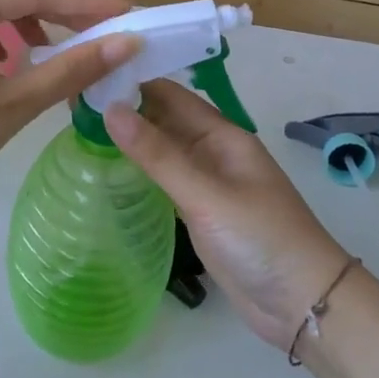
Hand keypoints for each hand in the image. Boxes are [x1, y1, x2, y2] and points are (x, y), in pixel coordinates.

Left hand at [0, 0, 138, 211]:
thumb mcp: (13, 103)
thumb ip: (70, 69)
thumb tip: (126, 43)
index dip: (88, 2)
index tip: (130, 12)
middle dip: (66, 15)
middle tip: (111, 31)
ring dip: (37, 29)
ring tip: (71, 49)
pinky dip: (7, 45)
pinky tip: (19, 65)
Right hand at [106, 80, 348, 348]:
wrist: (303, 303)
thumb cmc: (260, 239)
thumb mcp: (206, 194)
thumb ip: (158, 155)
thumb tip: (110, 110)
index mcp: (223, 136)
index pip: (172, 95)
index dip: (135, 81)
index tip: (90, 73)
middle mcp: (214, 152)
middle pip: (165, 120)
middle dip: (127, 109)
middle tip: (75, 101)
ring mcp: (207, 184)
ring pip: (163, 151)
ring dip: (131, 139)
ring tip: (81, 128)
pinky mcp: (201, 213)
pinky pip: (165, 181)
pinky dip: (140, 171)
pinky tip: (110, 169)